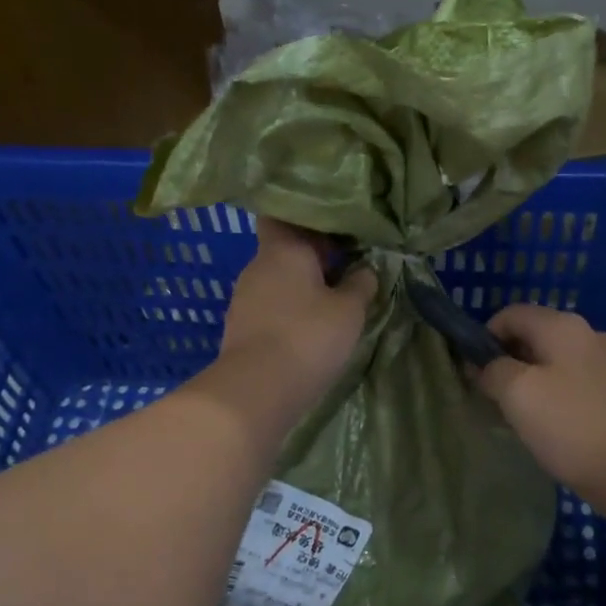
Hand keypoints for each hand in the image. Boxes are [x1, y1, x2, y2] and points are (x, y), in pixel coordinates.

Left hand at [214, 217, 376, 419]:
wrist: (257, 390)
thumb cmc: (308, 337)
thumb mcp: (349, 310)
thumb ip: (361, 284)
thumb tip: (365, 270)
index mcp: (283, 249)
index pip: (284, 215)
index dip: (308, 219)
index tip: (335, 231)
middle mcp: (257, 266)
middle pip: (284, 250)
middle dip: (312, 257)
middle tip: (346, 267)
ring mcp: (243, 298)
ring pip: (277, 281)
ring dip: (300, 288)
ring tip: (331, 303)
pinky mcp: (240, 328)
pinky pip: (269, 307)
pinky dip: (287, 312)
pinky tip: (308, 329)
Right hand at [475, 303, 605, 522]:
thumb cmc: (573, 428)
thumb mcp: (519, 395)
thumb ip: (494, 371)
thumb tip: (486, 366)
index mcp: (563, 327)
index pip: (511, 314)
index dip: (484, 337)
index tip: (471, 372)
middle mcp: (589, 335)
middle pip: (533, 337)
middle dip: (506, 362)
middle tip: (490, 398)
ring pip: (553, 362)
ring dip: (528, 382)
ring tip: (517, 417)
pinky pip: (574, 384)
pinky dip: (553, 397)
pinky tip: (549, 427)